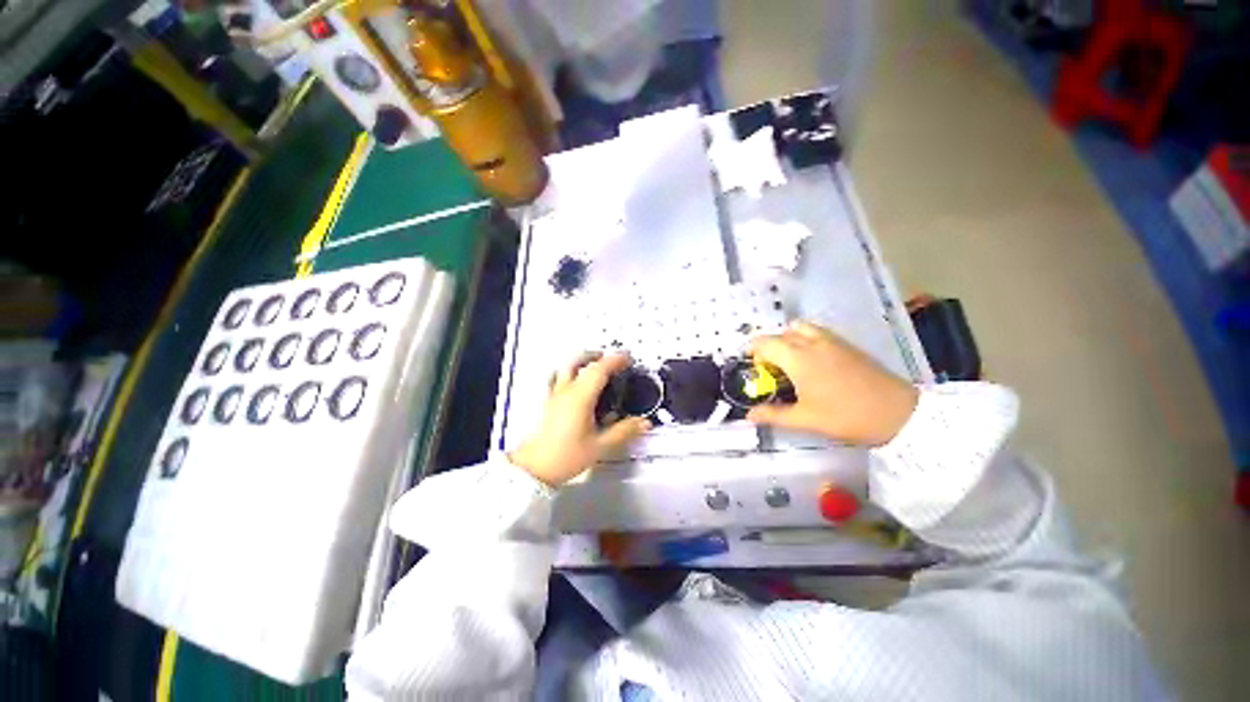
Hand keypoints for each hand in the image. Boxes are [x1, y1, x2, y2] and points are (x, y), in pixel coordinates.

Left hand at [510, 354, 650, 486]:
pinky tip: (573, 382)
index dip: (615, 360)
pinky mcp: (547, 402)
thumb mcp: (600, 446)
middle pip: (580, 361)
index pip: (599, 369)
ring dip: (582, 361)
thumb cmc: (565, 457)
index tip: (627, 359)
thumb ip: (624, 432)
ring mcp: (554, 395)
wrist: (534, 468)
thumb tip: (643, 423)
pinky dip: (568, 373)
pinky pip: (556, 378)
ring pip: (566, 367)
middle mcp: (566, 391)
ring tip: (594, 365)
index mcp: (580, 397)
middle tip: (612, 359)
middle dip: (598, 356)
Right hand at [747, 321, 918, 445]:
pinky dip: (804, 339)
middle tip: (769, 370)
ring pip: (799, 328)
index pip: (764, 343)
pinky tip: (812, 362)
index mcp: (797, 358)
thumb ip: (773, 415)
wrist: (898, 413)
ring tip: (789, 362)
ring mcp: (831, 340)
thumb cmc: (846, 416)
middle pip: (779, 334)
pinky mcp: (846, 344)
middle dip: (768, 348)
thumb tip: (748, 416)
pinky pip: (816, 332)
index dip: (751, 352)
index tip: (749, 367)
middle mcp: (811, 342)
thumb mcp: (805, 419)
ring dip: (787, 339)